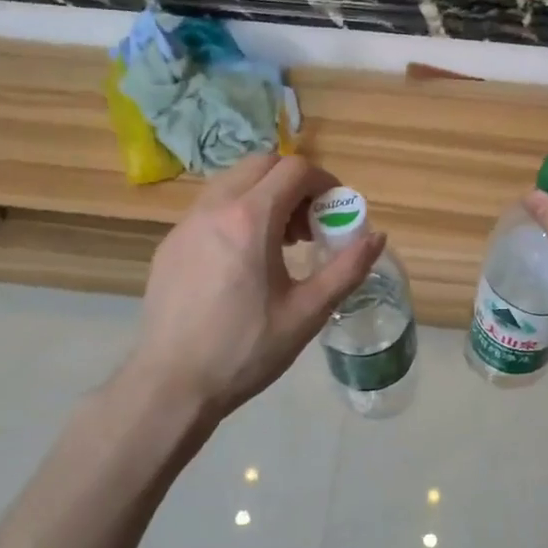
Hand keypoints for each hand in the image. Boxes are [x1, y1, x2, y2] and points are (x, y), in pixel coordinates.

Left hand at [128, 154, 383, 419]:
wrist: (173, 383)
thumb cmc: (246, 350)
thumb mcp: (307, 312)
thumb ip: (347, 269)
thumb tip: (376, 237)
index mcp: (250, 219)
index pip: (295, 169)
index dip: (324, 182)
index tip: (335, 212)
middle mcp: (215, 208)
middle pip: (262, 164)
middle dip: (294, 184)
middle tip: (308, 226)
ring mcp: (186, 223)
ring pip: (232, 182)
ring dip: (264, 195)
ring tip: (278, 243)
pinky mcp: (170, 243)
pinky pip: (210, 208)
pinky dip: (236, 213)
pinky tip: (242, 261)